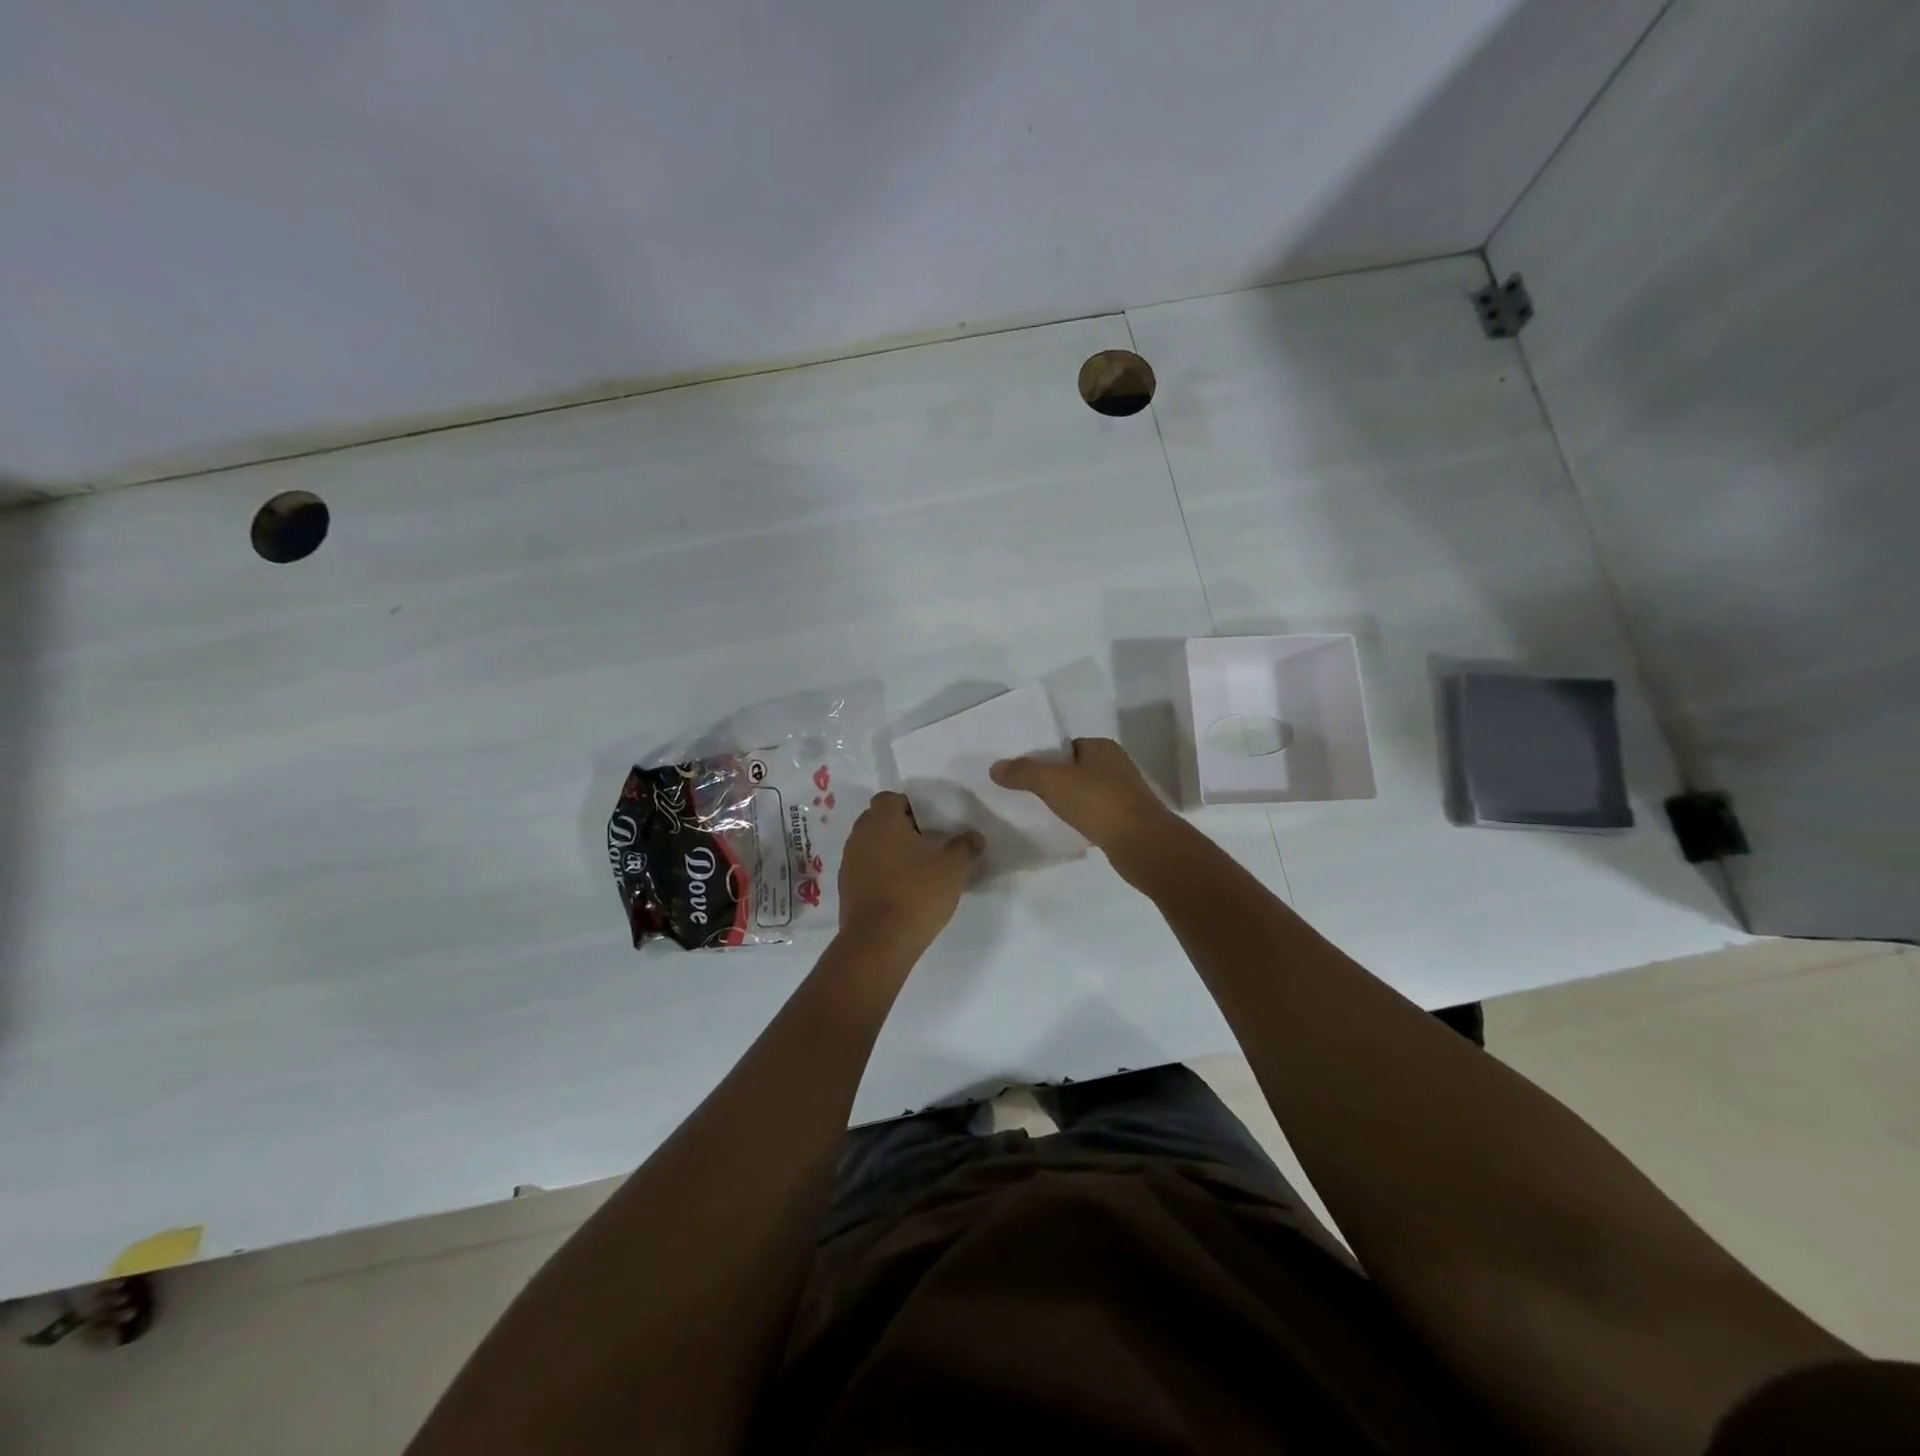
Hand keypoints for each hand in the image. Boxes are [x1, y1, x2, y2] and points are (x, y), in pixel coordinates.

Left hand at [838, 792, 982, 951]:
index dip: (910, 807)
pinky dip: (879, 873)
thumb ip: (965, 847)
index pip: (890, 798)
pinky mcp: (845, 888)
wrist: (879, 942)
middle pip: (878, 820)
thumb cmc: (917, 893)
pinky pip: (864, 869)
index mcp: (882, 820)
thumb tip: (974, 836)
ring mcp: (848, 862)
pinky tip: (899, 891)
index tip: (929, 825)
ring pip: (870, 845)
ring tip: (914, 870)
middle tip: (925, 846)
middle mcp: (860, 834)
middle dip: (899, 829)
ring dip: (888, 852)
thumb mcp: (953, 868)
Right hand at [989, 738, 1178, 871]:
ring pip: (1085, 792)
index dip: (1045, 757)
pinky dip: (1080, 818)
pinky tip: (1066, 828)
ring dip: (1067, 800)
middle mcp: (1116, 766)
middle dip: (1054, 779)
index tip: (1023, 771)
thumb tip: (995, 767)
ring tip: (1041, 811)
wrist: (1142, 844)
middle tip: (1027, 792)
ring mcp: (1124, 794)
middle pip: (1075, 768)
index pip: (1067, 746)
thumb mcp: (1053, 782)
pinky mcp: (1126, 819)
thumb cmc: (1098, 802)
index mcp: (1103, 748)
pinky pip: (1095, 813)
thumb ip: (1023, 772)